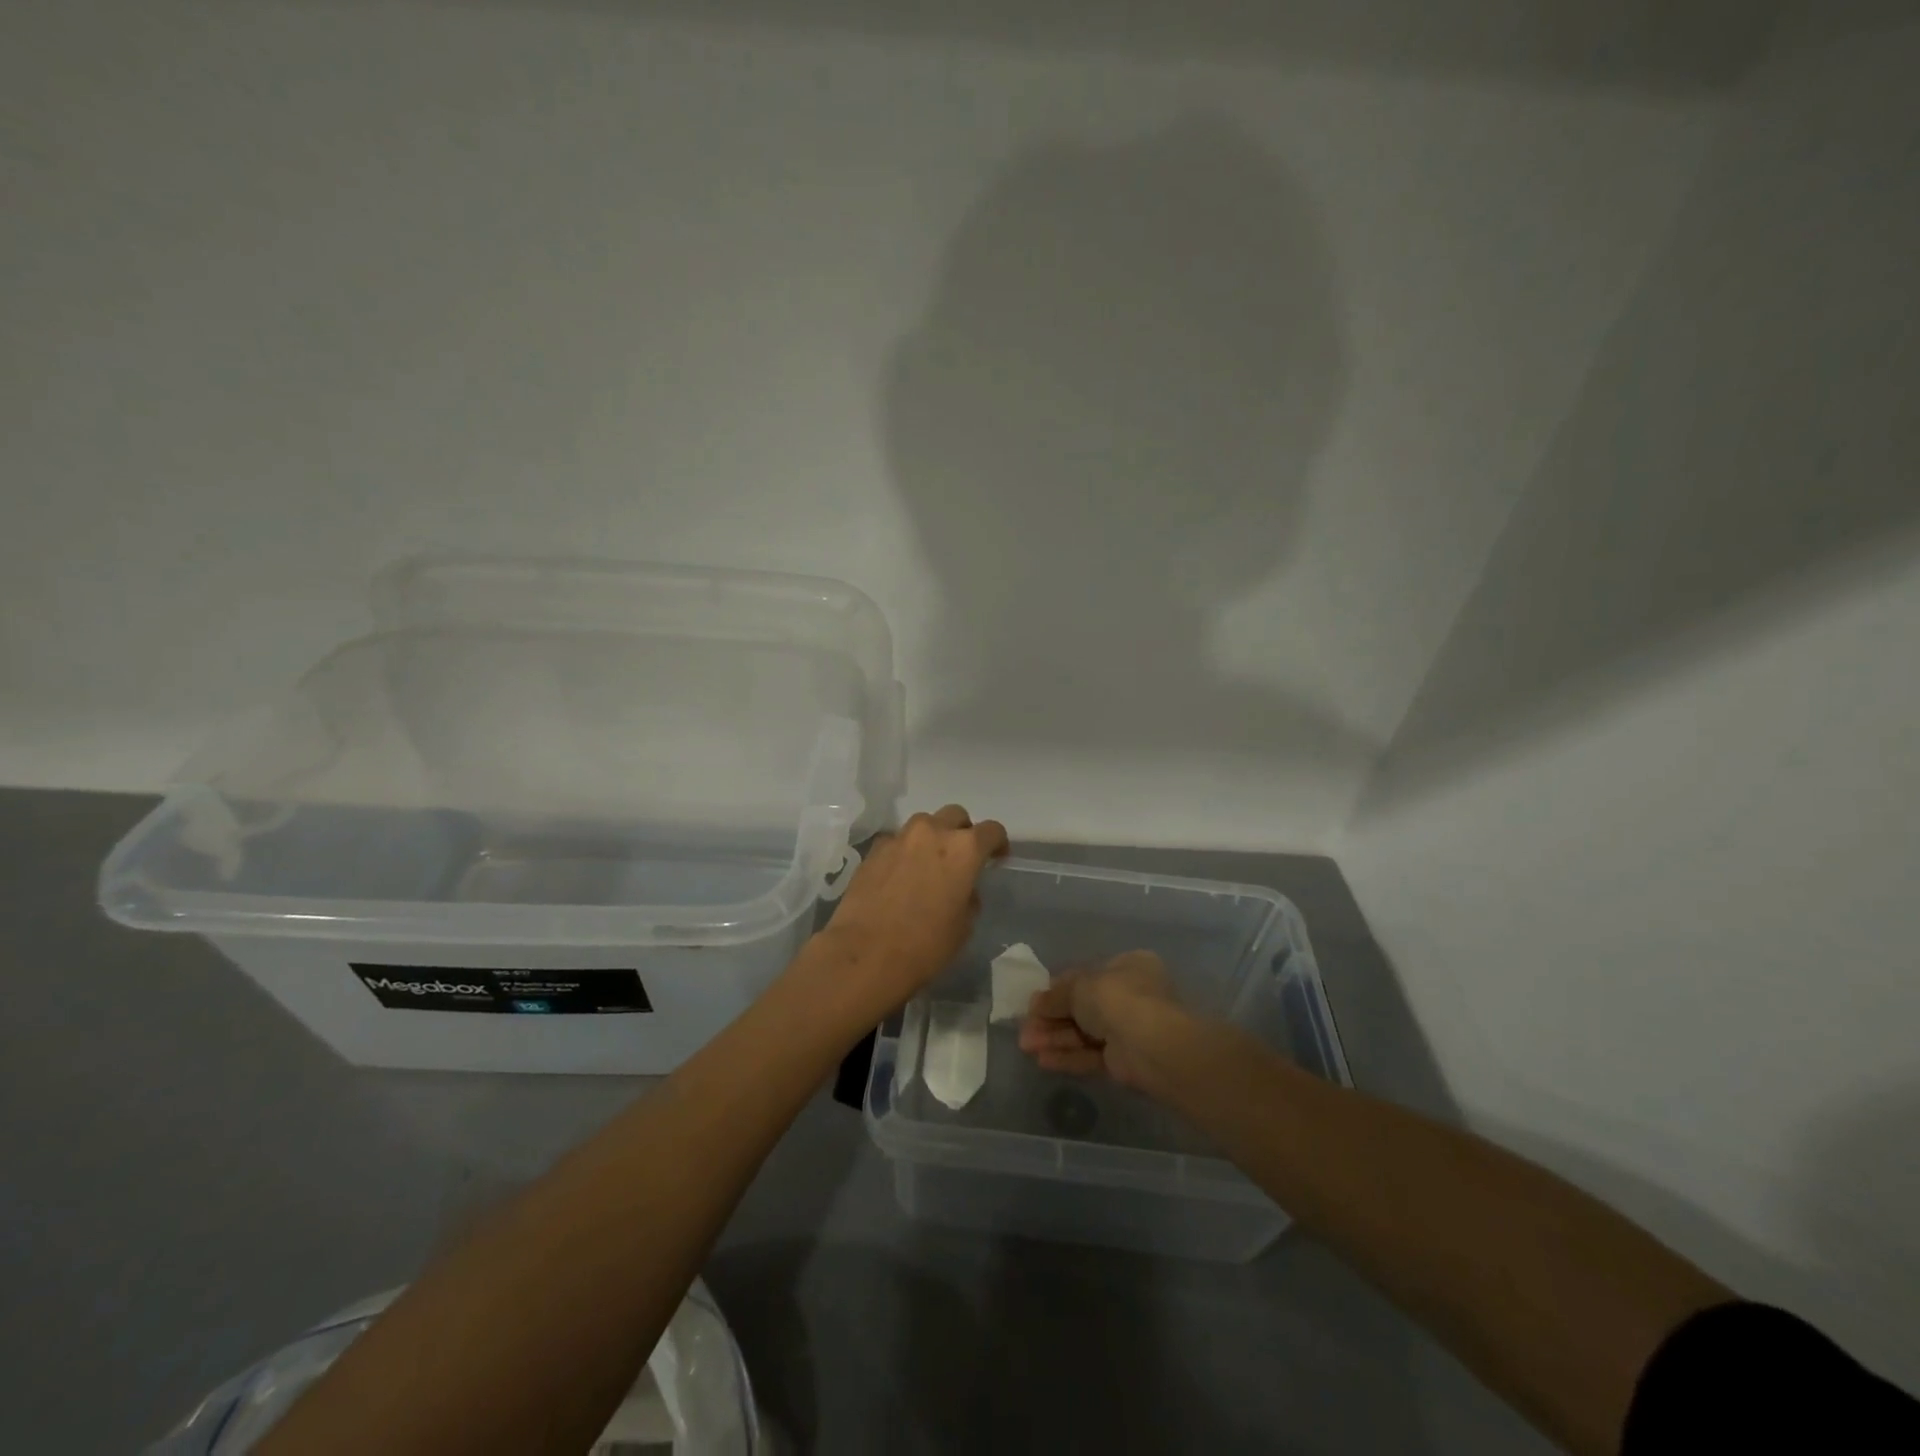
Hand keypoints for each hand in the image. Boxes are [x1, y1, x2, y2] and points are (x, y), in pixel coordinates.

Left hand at [818, 804, 1008, 1015]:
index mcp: (964, 849)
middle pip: (955, 815)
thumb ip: (969, 897)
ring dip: (931, 837)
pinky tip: (899, 875)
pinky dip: (904, 851)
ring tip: (928, 863)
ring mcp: (899, 838)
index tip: (997, 858)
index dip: (998, 843)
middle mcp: (932, 832)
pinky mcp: (873, 850)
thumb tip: (962, 889)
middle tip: (961, 856)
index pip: (992, 830)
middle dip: (962, 831)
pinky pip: (896, 841)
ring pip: (923, 823)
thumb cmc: (925, 945)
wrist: (866, 953)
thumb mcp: (964, 927)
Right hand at [1018, 951, 1184, 1094]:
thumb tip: (1035, 1003)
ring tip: (1026, 1047)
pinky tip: (1043, 1061)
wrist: (1153, 1046)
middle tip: (1025, 1029)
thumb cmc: (1118, 999)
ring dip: (1054, 1038)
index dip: (1056, 989)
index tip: (1033, 1003)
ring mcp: (1128, 1029)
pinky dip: (1068, 1056)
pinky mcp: (1124, 1060)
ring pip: (1084, 1033)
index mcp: (1127, 967)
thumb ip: (1055, 996)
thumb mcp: (1079, 987)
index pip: (1085, 976)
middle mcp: (1130, 995)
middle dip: (1051, 1018)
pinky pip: (1090, 1055)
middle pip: (1082, 1007)